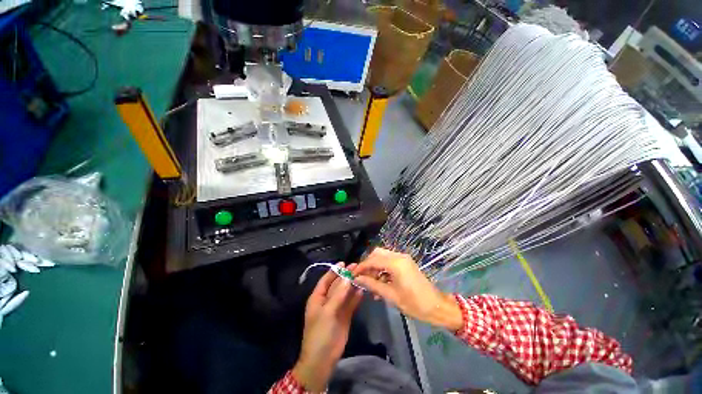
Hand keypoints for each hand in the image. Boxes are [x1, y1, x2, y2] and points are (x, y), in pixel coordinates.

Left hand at [293, 263, 362, 392]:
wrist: (323, 359)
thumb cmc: (320, 332)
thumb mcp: (327, 311)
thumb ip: (338, 294)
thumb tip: (347, 277)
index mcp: (318, 297)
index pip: (326, 280)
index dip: (334, 271)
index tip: (344, 262)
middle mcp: (327, 300)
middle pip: (337, 284)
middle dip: (346, 276)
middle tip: (357, 266)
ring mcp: (337, 308)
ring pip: (345, 293)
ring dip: (352, 285)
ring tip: (362, 275)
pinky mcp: (345, 316)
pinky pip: (351, 303)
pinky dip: (356, 296)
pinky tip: (362, 289)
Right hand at [353, 248, 462, 330]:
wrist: (437, 307)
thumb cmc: (414, 304)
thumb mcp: (390, 295)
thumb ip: (372, 284)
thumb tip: (357, 279)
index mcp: (395, 263)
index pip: (372, 260)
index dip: (361, 267)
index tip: (352, 274)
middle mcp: (399, 256)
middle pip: (377, 253)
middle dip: (368, 264)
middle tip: (362, 277)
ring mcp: (403, 258)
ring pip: (383, 257)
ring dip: (375, 267)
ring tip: (370, 284)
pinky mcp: (406, 263)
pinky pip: (390, 262)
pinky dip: (382, 269)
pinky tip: (380, 283)